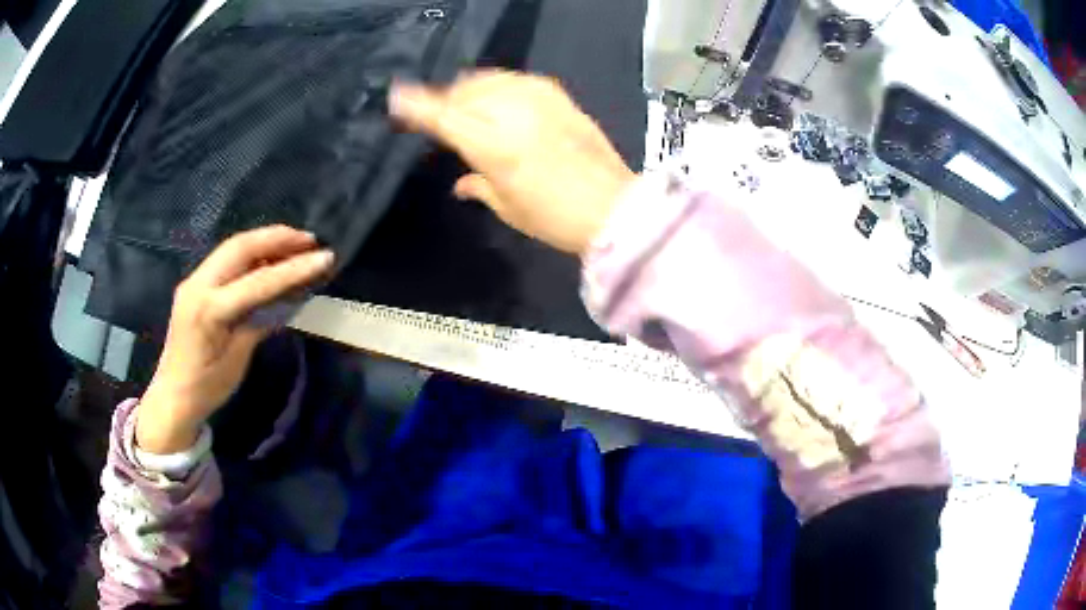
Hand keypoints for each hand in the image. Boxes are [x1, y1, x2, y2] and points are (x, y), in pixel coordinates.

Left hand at [136, 226, 333, 453]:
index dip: (294, 268)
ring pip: (233, 247)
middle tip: (310, 240)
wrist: (173, 396)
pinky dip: (251, 252)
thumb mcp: (238, 359)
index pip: (258, 281)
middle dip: (277, 238)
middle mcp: (199, 285)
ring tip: (296, 243)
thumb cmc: (207, 387)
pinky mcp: (194, 284)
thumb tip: (287, 298)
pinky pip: (225, 258)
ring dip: (265, 240)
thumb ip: (259, 322)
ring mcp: (194, 281)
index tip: (325, 257)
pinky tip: (268, 257)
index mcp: (210, 310)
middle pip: (241, 247)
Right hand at [391, 71, 636, 253]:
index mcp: (493, 145)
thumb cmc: (555, 218)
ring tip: (467, 106)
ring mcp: (539, 100)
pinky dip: (500, 87)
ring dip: (471, 90)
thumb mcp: (508, 207)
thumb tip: (460, 182)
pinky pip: (518, 80)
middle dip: (445, 99)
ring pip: (489, 80)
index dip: (417, 106)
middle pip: (464, 92)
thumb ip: (478, 185)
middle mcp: (512, 113)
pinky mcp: (560, 97)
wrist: (615, 207)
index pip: (444, 116)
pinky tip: (500, 100)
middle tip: (438, 114)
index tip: (397, 98)